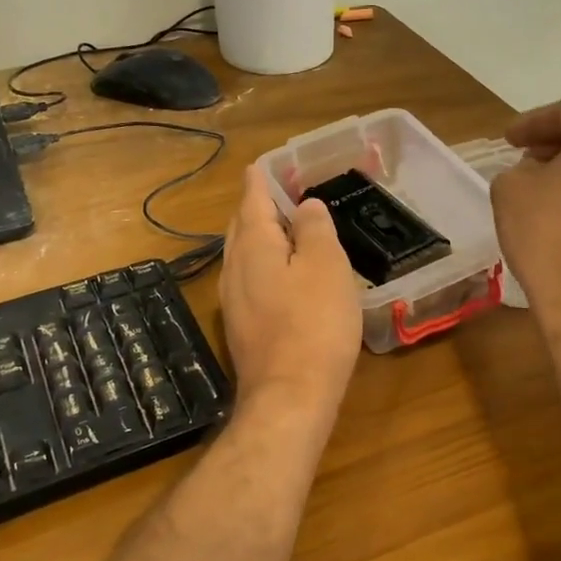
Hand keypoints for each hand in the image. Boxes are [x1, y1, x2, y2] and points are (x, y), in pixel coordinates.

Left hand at [219, 166, 361, 431]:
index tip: (264, 164)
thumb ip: (315, 229)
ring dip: (260, 237)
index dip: (261, 179)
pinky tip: (282, 276)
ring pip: (244, 256)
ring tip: (283, 229)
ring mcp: (234, 302)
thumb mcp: (325, 265)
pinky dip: (264, 266)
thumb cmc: (314, 323)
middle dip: (257, 207)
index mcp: (254, 246)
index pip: (252, 200)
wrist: (290, 396)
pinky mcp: (243, 328)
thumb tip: (305, 206)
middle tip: (278, 193)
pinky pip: (250, 281)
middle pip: (242, 227)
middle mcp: (235, 268)